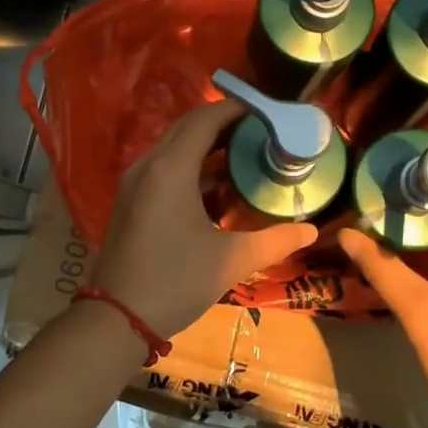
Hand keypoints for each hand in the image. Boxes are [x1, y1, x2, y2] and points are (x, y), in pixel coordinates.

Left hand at [91, 99, 316, 339]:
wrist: (116, 318)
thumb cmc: (174, 281)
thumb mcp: (231, 260)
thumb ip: (274, 241)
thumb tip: (311, 230)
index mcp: (171, 169)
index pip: (206, 119)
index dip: (237, 109)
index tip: (269, 110)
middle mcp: (148, 165)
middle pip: (187, 127)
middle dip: (224, 122)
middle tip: (262, 129)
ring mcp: (134, 183)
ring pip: (174, 147)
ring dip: (207, 144)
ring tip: (246, 152)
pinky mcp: (130, 201)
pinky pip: (164, 167)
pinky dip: (191, 165)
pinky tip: (216, 184)